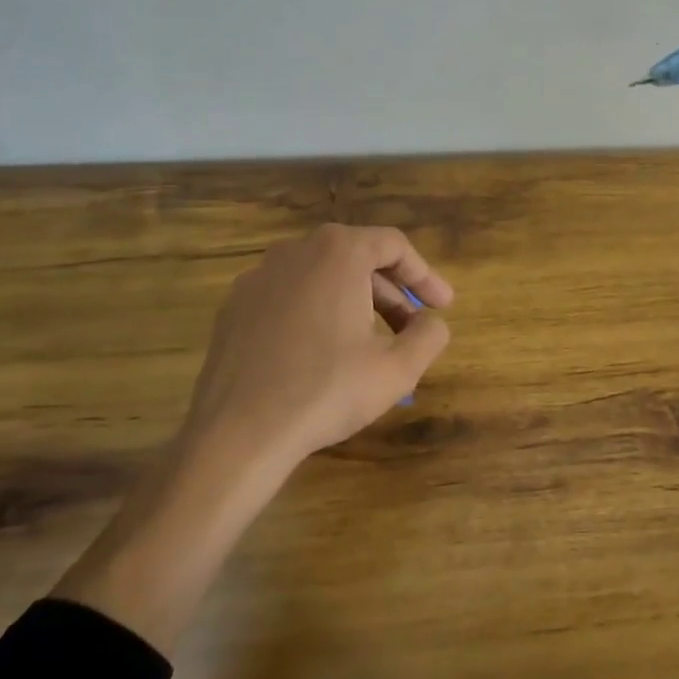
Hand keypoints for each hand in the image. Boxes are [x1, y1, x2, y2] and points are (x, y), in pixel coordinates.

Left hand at [184, 223, 454, 467]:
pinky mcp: (234, 307)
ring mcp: (258, 278)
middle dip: (391, 293)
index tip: (443, 306)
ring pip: (321, 278)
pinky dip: (316, 314)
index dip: (424, 275)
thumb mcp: (397, 368)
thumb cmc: (326, 391)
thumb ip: (429, 335)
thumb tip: (431, 322)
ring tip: (370, 344)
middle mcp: (295, 252)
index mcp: (337, 253)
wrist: (237, 433)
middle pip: (357, 258)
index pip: (394, 245)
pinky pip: (289, 298)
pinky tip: (321, 354)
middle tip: (412, 328)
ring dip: (355, 303)